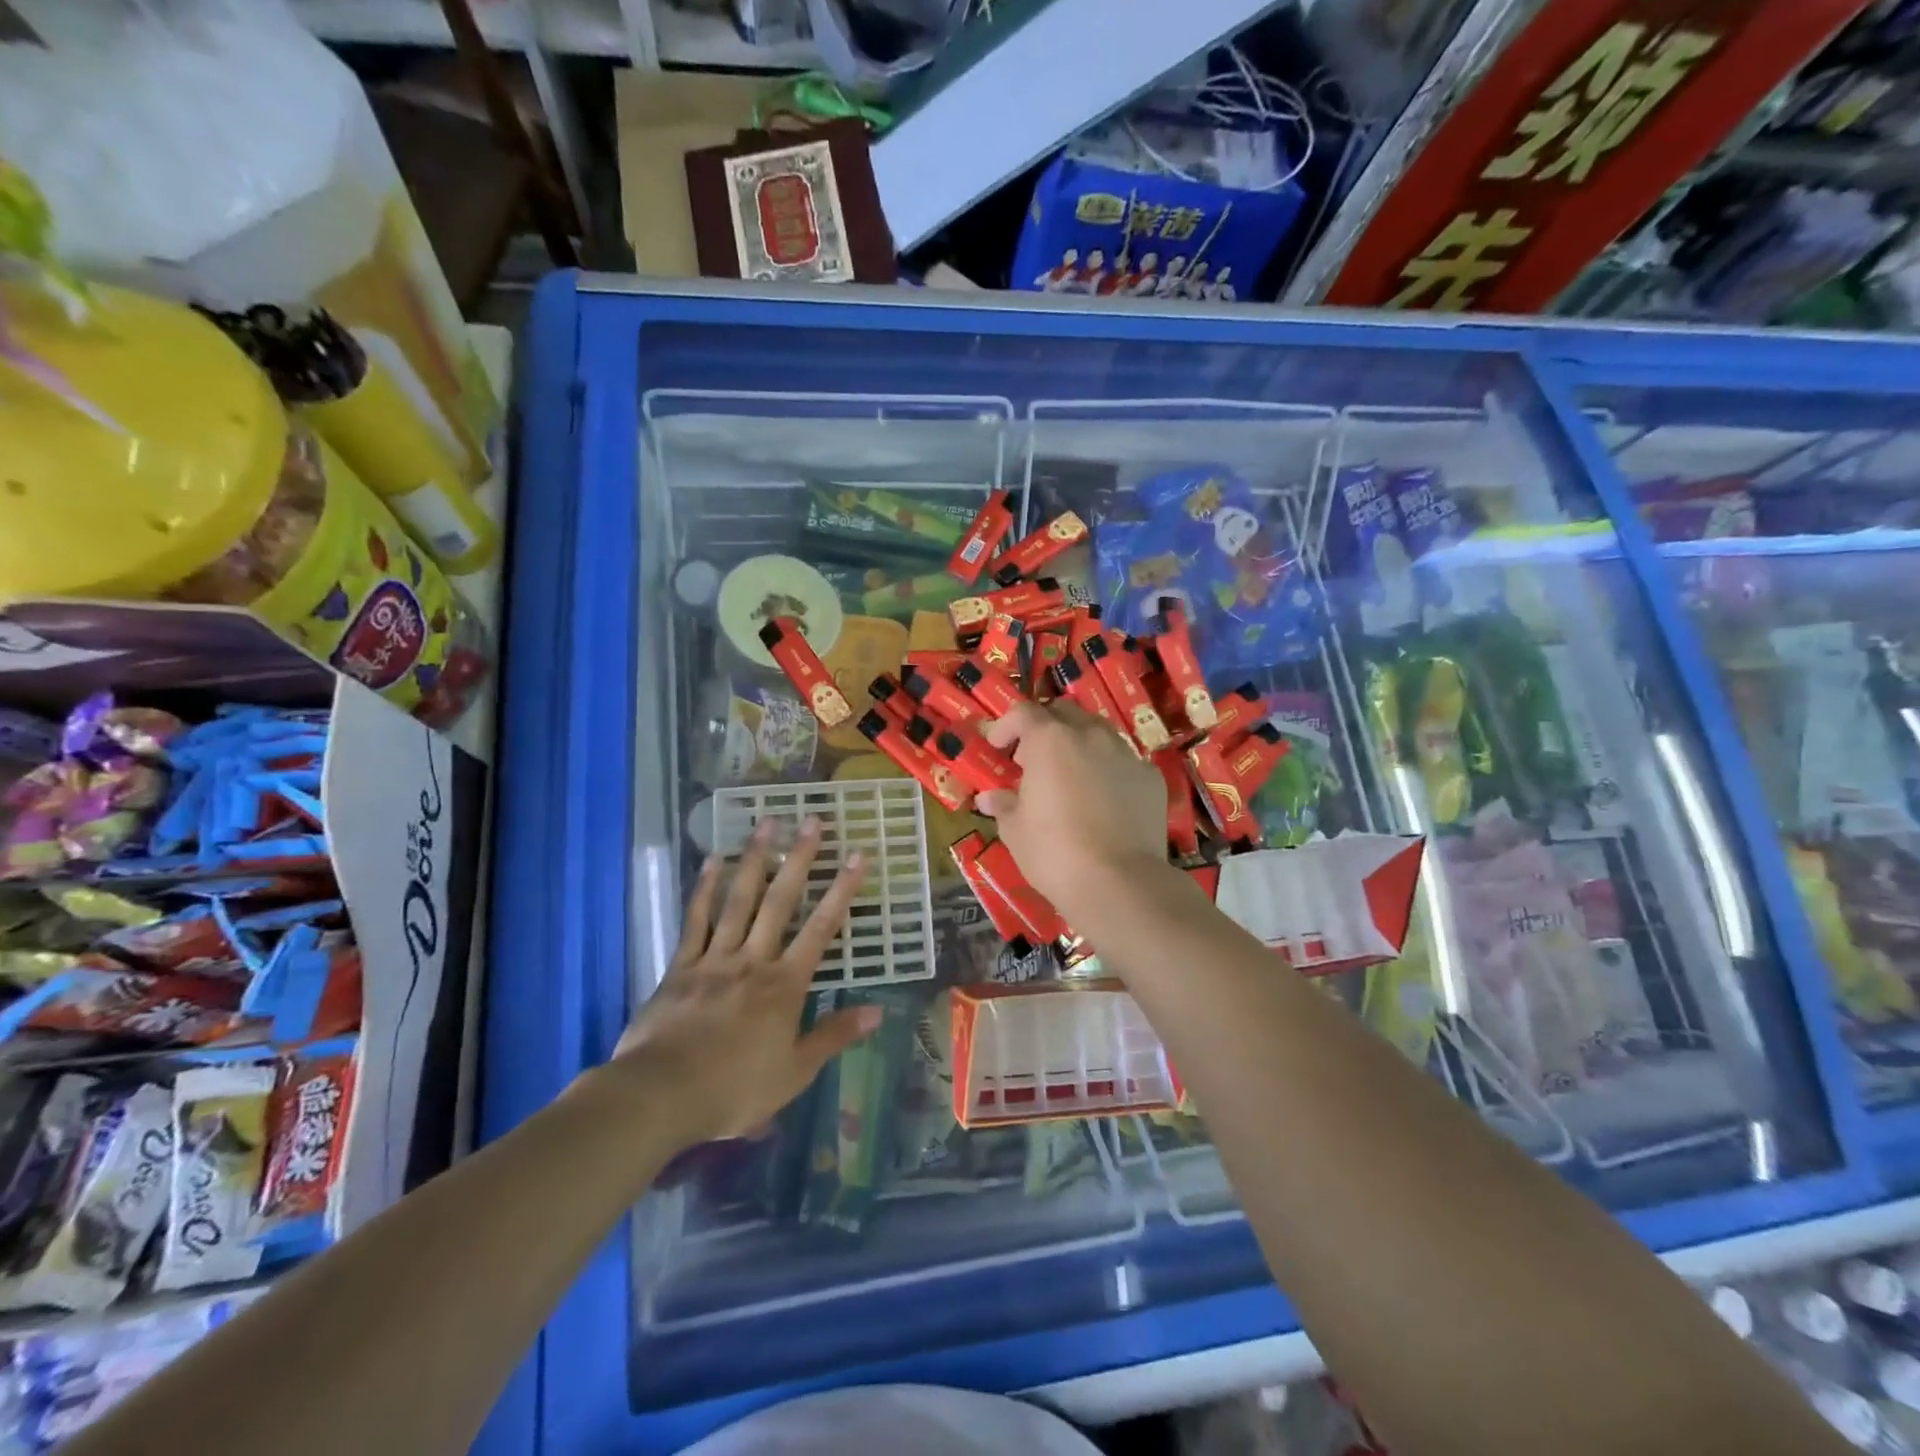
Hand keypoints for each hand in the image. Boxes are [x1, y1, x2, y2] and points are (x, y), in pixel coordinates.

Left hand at [603, 818, 877, 1146]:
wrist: (659, 1096)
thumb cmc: (734, 1088)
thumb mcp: (794, 1072)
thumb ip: (834, 1036)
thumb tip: (878, 1011)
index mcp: (785, 985)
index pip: (821, 929)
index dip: (842, 891)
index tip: (857, 856)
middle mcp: (753, 960)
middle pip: (780, 902)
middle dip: (799, 860)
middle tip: (812, 821)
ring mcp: (714, 958)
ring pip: (739, 900)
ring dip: (755, 860)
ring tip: (767, 823)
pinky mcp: (680, 966)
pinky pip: (695, 920)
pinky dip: (704, 888)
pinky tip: (712, 860)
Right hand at [974, 701, 1169, 917]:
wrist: (1119, 883)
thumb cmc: (1054, 853)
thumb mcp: (1016, 831)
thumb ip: (1003, 805)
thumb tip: (989, 798)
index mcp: (1050, 740)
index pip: (1023, 712)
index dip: (1006, 726)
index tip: (998, 747)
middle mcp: (1090, 735)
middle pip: (1064, 712)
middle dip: (1044, 728)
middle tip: (1032, 758)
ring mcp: (1125, 754)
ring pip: (1098, 732)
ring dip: (1078, 744)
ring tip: (1070, 775)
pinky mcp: (1151, 777)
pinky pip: (1124, 761)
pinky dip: (1108, 769)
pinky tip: (1103, 799)